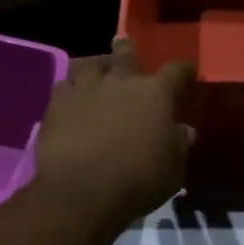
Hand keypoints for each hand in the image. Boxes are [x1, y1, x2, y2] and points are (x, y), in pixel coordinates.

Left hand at [33, 47, 194, 227]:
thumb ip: (179, 145)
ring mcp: (86, 88)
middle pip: (126, 54)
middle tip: (127, 53)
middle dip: (129, 53)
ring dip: (96, 67)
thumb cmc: (137, 182)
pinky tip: (72, 98)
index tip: (186, 73)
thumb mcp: (173, 171)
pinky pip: (65, 85)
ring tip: (96, 74)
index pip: (177, 71)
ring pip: (90, 63)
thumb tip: (184, 130)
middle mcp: (121, 81)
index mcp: (156, 94)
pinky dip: (71, 88)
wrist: (81, 191)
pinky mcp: (57, 103)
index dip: (184, 71)